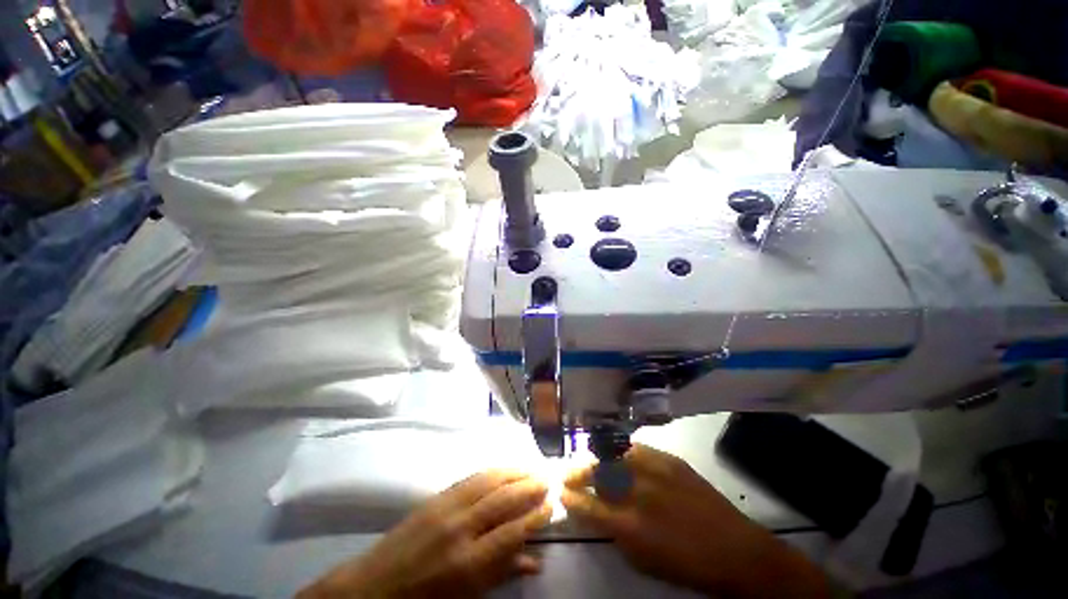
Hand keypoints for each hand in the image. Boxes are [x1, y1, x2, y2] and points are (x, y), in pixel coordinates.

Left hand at [300, 470, 552, 598]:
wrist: (374, 587)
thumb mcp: (466, 597)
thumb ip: (502, 574)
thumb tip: (535, 560)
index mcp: (468, 562)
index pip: (512, 531)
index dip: (535, 516)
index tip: (551, 505)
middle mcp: (460, 528)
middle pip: (503, 498)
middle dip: (528, 486)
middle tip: (547, 479)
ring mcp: (446, 507)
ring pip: (488, 480)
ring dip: (513, 472)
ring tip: (531, 468)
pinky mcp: (436, 497)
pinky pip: (471, 477)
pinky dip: (492, 471)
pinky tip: (503, 469)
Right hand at [562, 444, 830, 598]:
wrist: (736, 550)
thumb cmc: (686, 565)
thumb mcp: (643, 560)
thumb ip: (614, 532)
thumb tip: (594, 511)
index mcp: (630, 526)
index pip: (587, 506)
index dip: (570, 498)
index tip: (562, 492)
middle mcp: (639, 492)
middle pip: (597, 471)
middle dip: (578, 471)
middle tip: (571, 473)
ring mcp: (655, 471)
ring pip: (614, 454)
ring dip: (599, 458)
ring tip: (593, 462)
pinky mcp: (670, 459)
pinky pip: (637, 448)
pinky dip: (623, 452)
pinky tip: (620, 456)